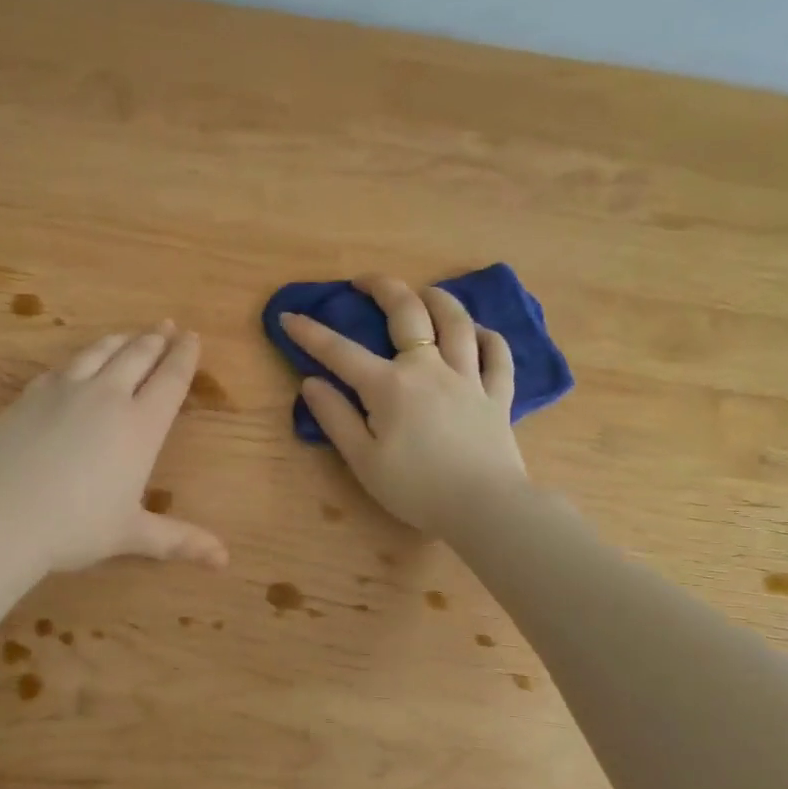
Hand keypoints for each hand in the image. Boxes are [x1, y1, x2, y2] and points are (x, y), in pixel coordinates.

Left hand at [0, 322, 228, 573]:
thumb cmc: (74, 528)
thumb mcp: (130, 534)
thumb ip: (178, 540)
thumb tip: (225, 560)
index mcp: (140, 426)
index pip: (170, 380)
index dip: (184, 356)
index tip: (193, 337)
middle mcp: (107, 397)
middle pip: (137, 355)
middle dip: (156, 339)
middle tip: (166, 325)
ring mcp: (64, 391)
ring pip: (99, 352)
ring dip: (120, 340)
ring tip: (130, 334)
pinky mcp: (30, 395)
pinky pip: (63, 367)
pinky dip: (80, 359)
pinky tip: (77, 364)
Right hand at [282, 276, 527, 535]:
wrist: (484, 508)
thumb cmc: (416, 488)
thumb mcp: (363, 460)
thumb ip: (336, 417)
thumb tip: (311, 383)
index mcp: (389, 386)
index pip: (341, 351)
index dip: (311, 333)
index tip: (289, 317)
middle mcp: (428, 369)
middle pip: (408, 313)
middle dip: (383, 288)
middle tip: (365, 280)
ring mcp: (468, 378)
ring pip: (457, 324)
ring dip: (439, 300)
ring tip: (425, 292)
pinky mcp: (497, 396)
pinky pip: (498, 356)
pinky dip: (489, 338)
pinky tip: (480, 333)